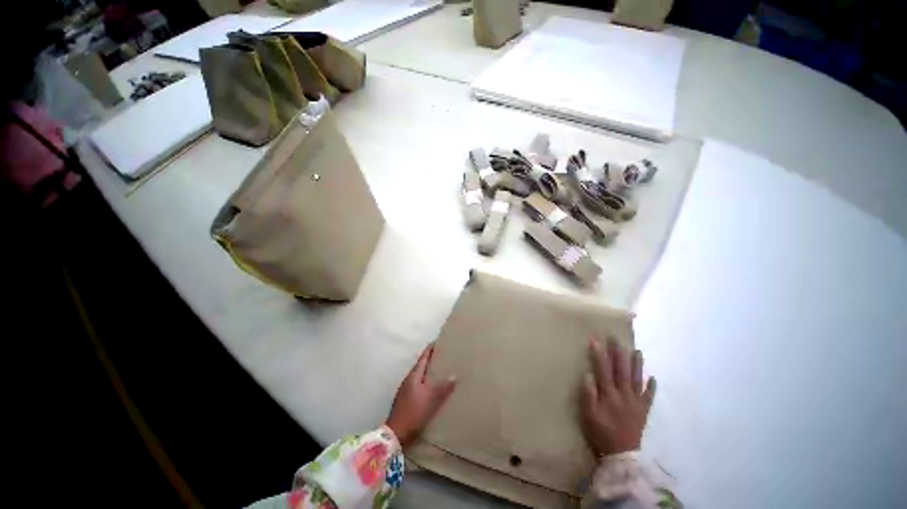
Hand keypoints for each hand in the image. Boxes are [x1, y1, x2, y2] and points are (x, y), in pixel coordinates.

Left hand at [386, 345, 456, 446]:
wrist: (395, 434)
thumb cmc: (414, 413)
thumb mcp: (431, 400)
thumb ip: (443, 388)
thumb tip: (454, 376)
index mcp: (414, 375)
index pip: (423, 357)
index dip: (430, 349)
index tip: (438, 341)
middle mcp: (408, 379)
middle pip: (421, 365)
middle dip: (431, 359)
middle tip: (443, 355)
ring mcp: (405, 389)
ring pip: (419, 375)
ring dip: (428, 371)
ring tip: (440, 369)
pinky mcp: (405, 399)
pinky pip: (418, 384)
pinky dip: (426, 381)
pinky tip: (431, 387)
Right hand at [580, 338, 655, 456]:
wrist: (621, 455)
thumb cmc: (601, 432)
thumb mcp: (588, 415)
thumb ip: (588, 394)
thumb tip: (588, 374)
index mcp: (609, 394)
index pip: (603, 369)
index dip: (599, 354)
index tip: (595, 340)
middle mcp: (624, 395)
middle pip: (621, 370)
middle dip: (618, 353)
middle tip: (616, 338)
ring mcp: (636, 402)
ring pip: (637, 379)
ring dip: (637, 365)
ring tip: (637, 351)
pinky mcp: (643, 411)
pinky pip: (649, 397)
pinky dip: (652, 387)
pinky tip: (653, 378)